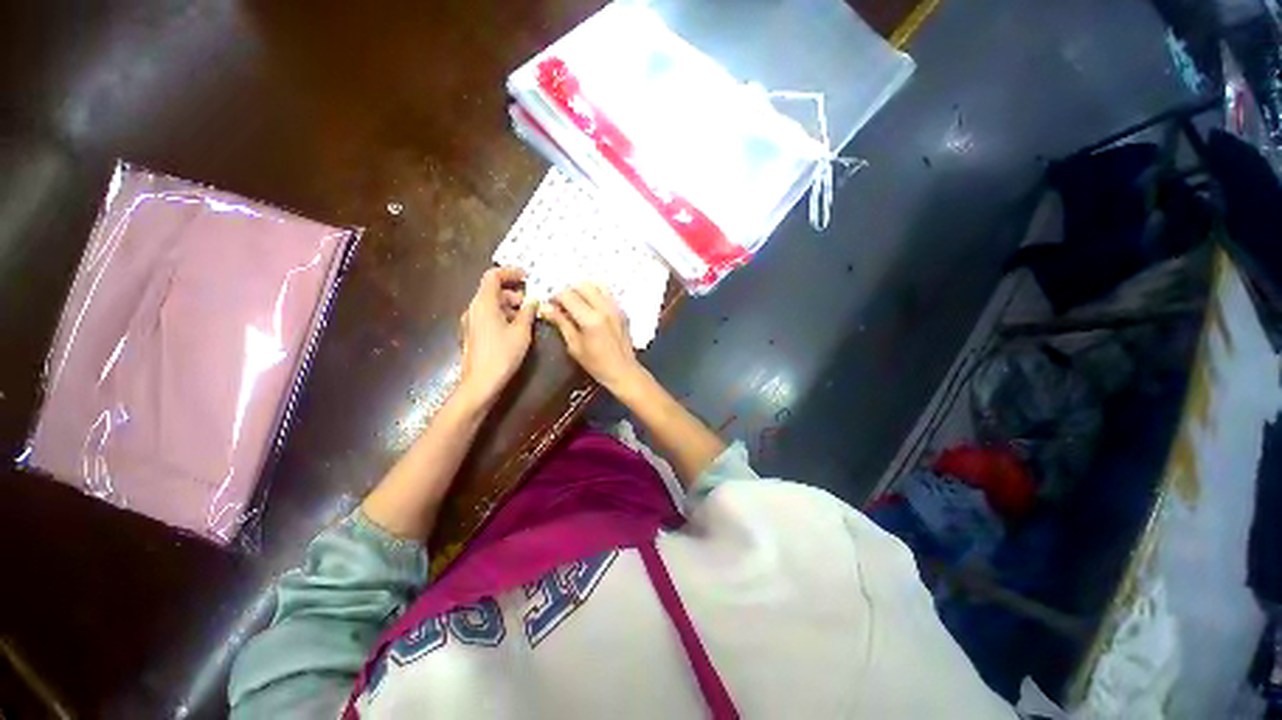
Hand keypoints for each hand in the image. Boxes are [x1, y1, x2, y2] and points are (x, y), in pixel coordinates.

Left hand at [458, 267, 537, 404]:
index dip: (510, 272)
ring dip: (510, 305)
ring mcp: (471, 321)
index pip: (493, 276)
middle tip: (532, 303)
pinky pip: (488, 315)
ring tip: (527, 318)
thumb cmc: (503, 354)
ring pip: (491, 304)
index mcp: (484, 303)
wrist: (481, 382)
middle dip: (513, 293)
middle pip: (492, 290)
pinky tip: (517, 329)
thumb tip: (533, 300)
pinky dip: (503, 315)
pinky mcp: (473, 333)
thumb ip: (528, 312)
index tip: (527, 277)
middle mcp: (474, 308)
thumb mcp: (521, 331)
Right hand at [543, 283, 644, 392]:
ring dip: (584, 290)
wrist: (623, 371)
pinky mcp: (623, 311)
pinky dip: (596, 295)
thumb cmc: (596, 364)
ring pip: (597, 285)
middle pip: (582, 286)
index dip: (555, 298)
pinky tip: (591, 308)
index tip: (550, 306)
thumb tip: (544, 307)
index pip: (568, 295)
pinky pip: (608, 294)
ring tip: (577, 303)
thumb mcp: (574, 346)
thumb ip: (561, 323)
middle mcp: (605, 308)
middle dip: (569, 291)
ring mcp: (616, 308)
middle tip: (562, 304)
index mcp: (591, 319)